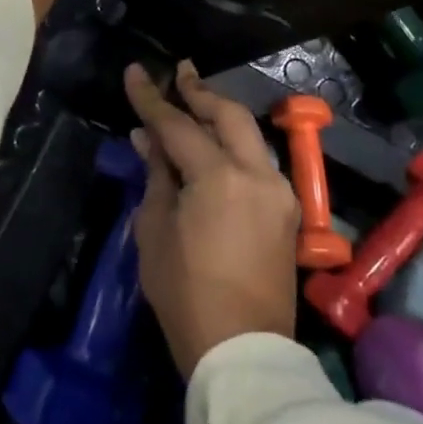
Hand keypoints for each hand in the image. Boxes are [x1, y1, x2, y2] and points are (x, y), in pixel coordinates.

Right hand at [126, 60, 299, 378]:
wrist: (244, 351)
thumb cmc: (186, 294)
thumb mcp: (155, 232)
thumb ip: (156, 176)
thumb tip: (148, 139)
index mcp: (219, 177)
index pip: (178, 125)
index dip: (152, 98)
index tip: (134, 72)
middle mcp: (257, 173)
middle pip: (228, 115)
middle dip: (200, 91)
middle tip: (179, 72)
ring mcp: (278, 192)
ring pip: (249, 135)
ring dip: (220, 115)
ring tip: (195, 100)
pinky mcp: (288, 211)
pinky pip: (258, 162)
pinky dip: (234, 145)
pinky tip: (216, 145)